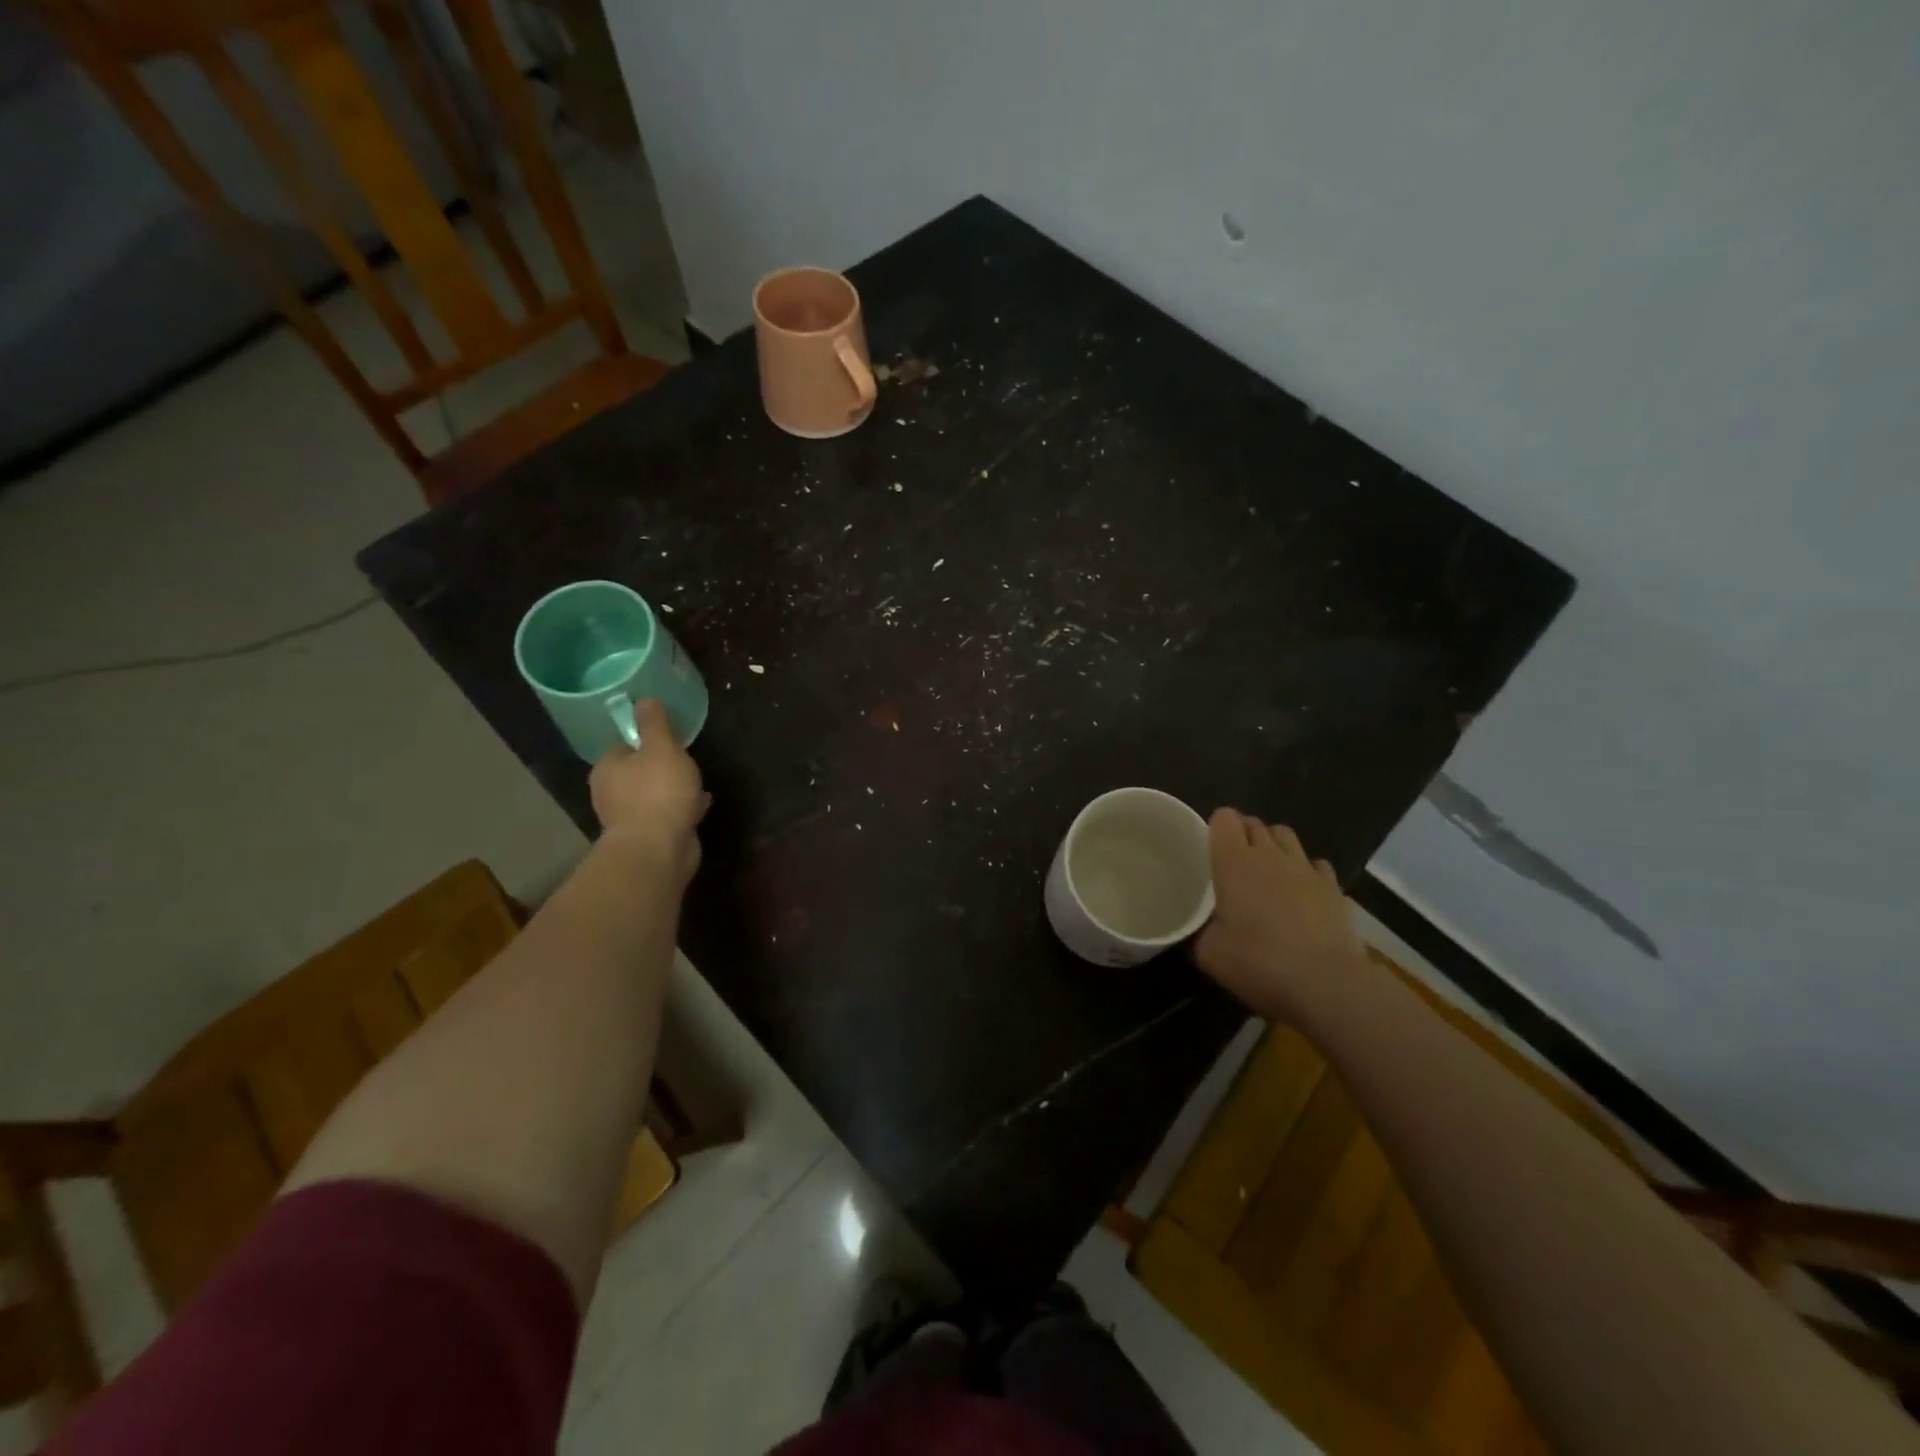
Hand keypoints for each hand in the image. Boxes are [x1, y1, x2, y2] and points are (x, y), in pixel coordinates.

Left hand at [589, 700, 709, 887]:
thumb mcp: (661, 747)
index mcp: (608, 767)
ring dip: (673, 788)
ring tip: (697, 782)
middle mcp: (611, 791)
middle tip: (686, 758)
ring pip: (653, 793)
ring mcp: (629, 817)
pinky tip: (701, 804)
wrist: (658, 849)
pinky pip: (667, 813)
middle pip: (638, 770)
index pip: (624, 744)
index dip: (646, 737)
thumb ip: (654, 723)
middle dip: (661, 765)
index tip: (669, 736)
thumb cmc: (658, 792)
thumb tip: (644, 698)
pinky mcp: (649, 836)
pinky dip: (681, 807)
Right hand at [1194, 809, 1369, 1023]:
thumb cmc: (1259, 963)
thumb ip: (1201, 932)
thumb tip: (1202, 929)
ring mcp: (1306, 869)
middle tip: (1234, 862)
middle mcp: (1270, 855)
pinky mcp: (1335, 888)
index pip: (1224, 818)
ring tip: (1268, 871)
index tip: (1210, 847)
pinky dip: (1307, 872)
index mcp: (1233, 862)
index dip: (1216, 827)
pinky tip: (1303, 893)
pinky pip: (1317, 865)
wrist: (1326, 984)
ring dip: (1275, 846)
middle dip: (1243, 834)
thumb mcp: (1210, 954)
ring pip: (1287, 837)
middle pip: (1255, 824)